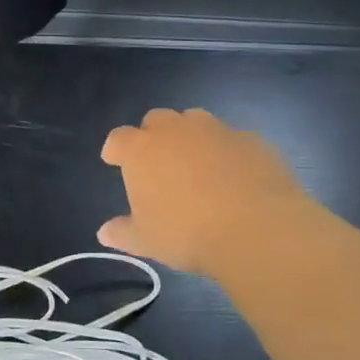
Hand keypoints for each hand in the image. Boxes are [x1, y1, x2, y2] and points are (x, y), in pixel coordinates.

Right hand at [98, 108, 312, 275]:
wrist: (255, 227)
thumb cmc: (186, 233)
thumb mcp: (147, 240)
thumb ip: (123, 232)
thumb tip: (105, 233)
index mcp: (141, 150)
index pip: (119, 138)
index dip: (116, 149)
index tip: (114, 160)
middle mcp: (175, 130)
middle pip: (156, 119)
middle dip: (153, 135)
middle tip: (158, 162)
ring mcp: (215, 130)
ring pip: (195, 120)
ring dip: (190, 136)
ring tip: (196, 163)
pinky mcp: (250, 139)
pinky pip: (231, 138)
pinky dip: (226, 151)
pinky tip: (233, 175)